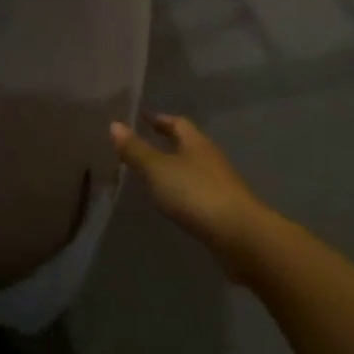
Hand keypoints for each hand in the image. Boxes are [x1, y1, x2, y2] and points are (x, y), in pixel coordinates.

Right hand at [110, 115, 270, 275]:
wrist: (239, 236)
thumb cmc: (195, 193)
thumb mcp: (158, 169)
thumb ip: (136, 150)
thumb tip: (114, 124)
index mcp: (196, 143)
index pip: (177, 123)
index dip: (159, 119)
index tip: (142, 118)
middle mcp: (210, 158)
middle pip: (187, 144)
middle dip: (166, 143)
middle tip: (142, 145)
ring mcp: (220, 184)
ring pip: (193, 168)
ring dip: (174, 168)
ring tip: (152, 175)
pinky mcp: (223, 209)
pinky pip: (197, 192)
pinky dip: (182, 191)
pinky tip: (172, 203)